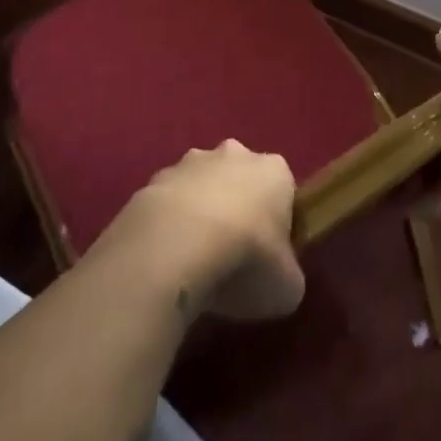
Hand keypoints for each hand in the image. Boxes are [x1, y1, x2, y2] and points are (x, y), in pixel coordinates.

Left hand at [98, 141, 305, 320]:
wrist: (176, 246)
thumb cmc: (247, 259)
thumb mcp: (287, 286)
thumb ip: (287, 274)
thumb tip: (279, 278)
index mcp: (274, 171)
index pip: (282, 189)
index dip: (277, 221)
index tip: (270, 254)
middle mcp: (234, 154)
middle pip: (239, 177)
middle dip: (236, 206)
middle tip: (232, 253)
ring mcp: (189, 163)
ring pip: (200, 186)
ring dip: (198, 213)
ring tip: (192, 260)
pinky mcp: (152, 180)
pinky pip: (167, 204)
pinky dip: (167, 225)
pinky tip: (164, 259)